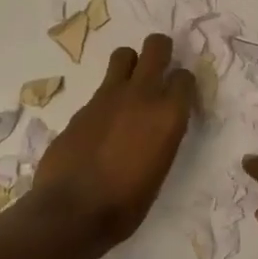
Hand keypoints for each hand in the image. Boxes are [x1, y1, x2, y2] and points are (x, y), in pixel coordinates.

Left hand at [32, 33, 196, 251]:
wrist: (72, 211)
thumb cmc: (126, 204)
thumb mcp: (160, 169)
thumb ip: (162, 136)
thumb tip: (155, 127)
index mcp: (169, 115)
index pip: (185, 77)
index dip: (183, 84)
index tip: (179, 96)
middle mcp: (142, 95)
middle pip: (156, 47)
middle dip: (160, 51)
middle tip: (158, 69)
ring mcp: (109, 96)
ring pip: (124, 55)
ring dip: (130, 64)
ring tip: (129, 86)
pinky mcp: (83, 105)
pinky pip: (102, 87)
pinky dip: (108, 97)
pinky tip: (103, 122)